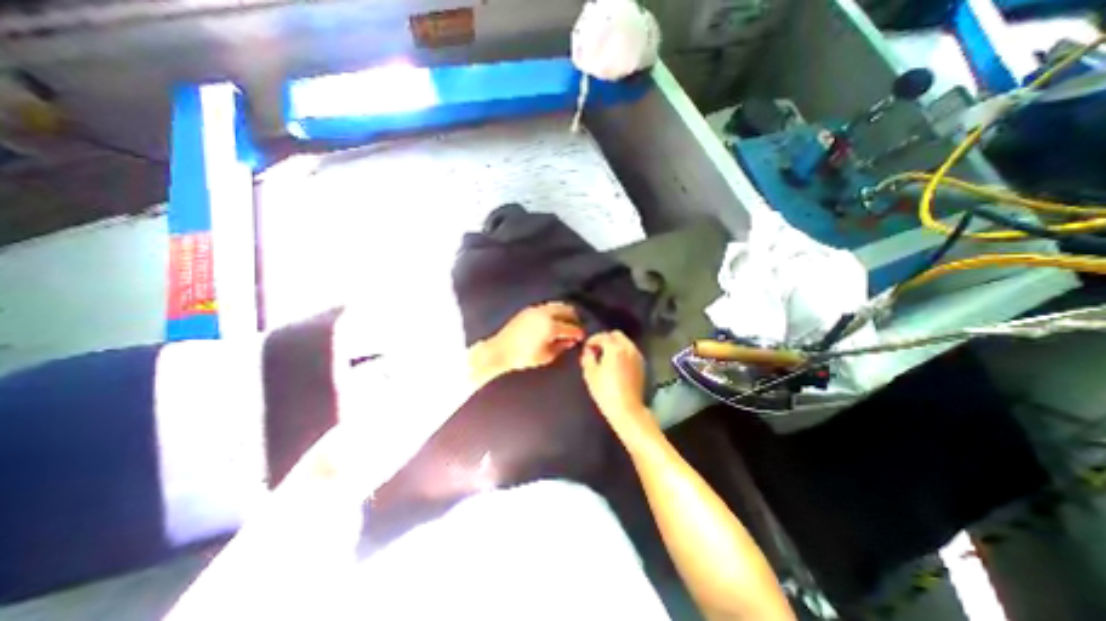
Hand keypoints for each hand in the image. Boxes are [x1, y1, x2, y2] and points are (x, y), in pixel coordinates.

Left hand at [468, 301, 587, 388]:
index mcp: (551, 326)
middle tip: (576, 327)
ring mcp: (536, 309)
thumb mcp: (545, 356)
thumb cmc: (523, 357)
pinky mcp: (529, 309)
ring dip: (565, 312)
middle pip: (567, 310)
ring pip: (558, 305)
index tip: (582, 336)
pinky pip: (547, 306)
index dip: (579, 332)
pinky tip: (553, 320)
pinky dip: (555, 311)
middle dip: (575, 318)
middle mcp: (545, 314)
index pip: (571, 327)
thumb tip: (570, 341)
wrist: (500, 350)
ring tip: (567, 323)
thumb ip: (560, 347)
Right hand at [581, 330, 655, 445]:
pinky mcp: (641, 365)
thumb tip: (588, 351)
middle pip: (616, 335)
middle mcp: (628, 348)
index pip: (603, 336)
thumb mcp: (590, 374)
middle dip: (605, 339)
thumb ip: (587, 358)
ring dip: (615, 345)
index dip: (592, 340)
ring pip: (625, 342)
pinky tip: (615, 364)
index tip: (586, 348)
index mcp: (615, 348)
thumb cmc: (606, 392)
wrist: (627, 409)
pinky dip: (622, 352)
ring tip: (605, 357)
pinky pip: (630, 351)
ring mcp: (637, 356)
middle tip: (596, 350)